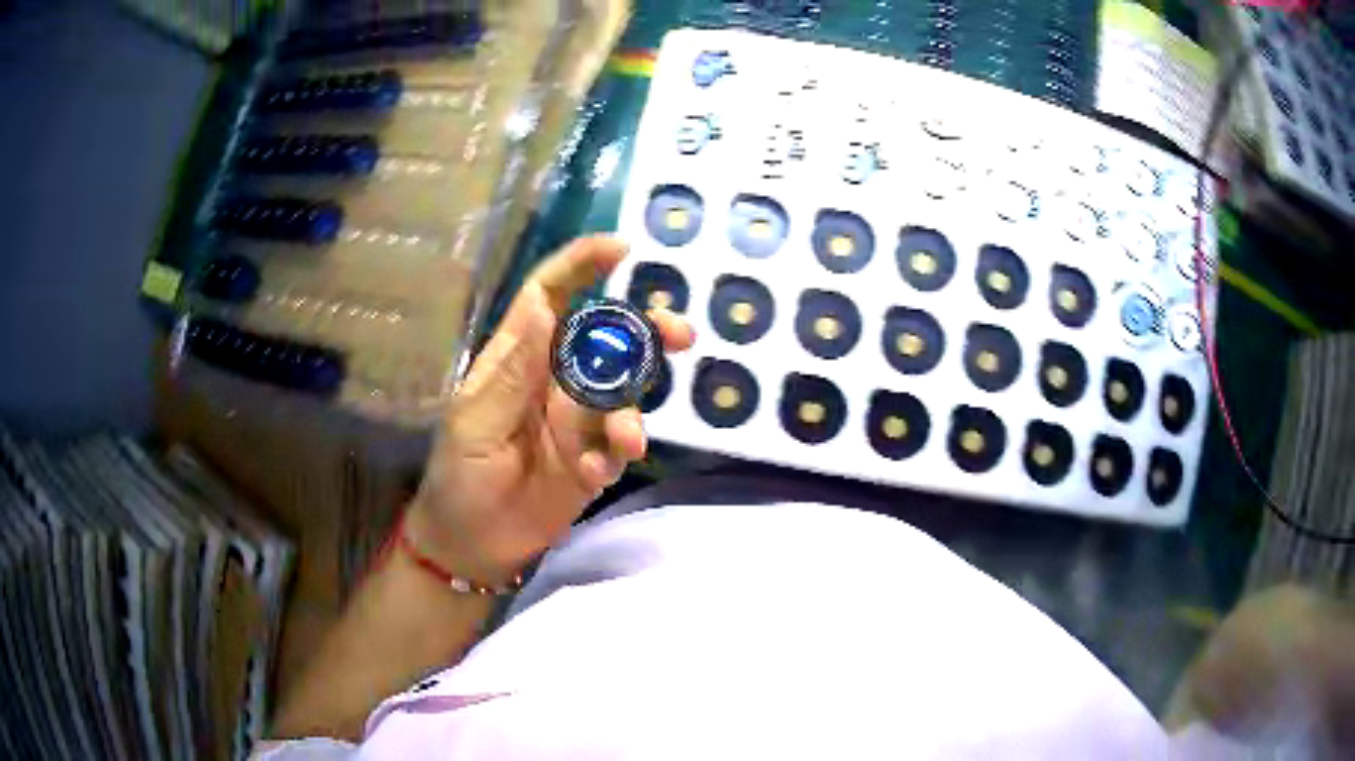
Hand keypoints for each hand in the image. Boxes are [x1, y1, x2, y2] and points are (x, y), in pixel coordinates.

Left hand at [406, 236, 693, 582]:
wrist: (470, 544)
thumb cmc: (459, 475)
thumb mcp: (476, 419)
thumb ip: (514, 368)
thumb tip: (545, 305)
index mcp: (520, 360)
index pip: (550, 297)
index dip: (581, 267)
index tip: (621, 248)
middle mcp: (555, 382)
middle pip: (607, 340)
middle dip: (645, 330)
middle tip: (679, 333)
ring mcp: (578, 422)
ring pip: (624, 392)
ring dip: (633, 407)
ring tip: (624, 437)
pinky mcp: (593, 461)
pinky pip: (618, 446)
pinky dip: (616, 453)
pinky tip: (593, 471)